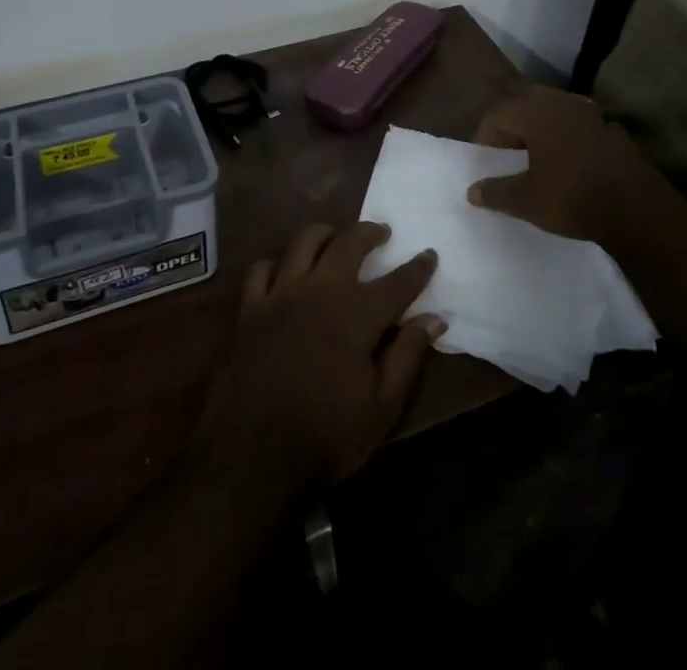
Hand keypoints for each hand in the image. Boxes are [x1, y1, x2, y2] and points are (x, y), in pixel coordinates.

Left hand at [193, 222, 442, 495]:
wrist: (254, 453)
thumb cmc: (327, 434)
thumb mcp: (382, 407)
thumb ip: (408, 356)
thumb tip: (435, 319)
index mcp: (357, 314)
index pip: (397, 282)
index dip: (417, 268)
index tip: (430, 254)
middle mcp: (321, 290)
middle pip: (349, 244)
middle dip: (370, 232)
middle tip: (382, 232)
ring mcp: (282, 294)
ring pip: (304, 242)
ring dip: (326, 233)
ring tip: (336, 236)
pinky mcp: (251, 307)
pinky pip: (262, 269)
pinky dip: (277, 262)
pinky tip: (286, 268)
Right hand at [468, 85, 654, 243]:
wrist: (638, 211)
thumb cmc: (572, 197)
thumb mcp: (526, 201)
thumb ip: (495, 192)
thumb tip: (472, 191)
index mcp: (536, 112)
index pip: (498, 113)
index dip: (485, 136)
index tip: (486, 163)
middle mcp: (563, 103)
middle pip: (526, 103)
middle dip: (513, 126)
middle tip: (508, 154)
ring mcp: (592, 115)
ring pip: (555, 112)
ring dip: (541, 130)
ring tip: (537, 158)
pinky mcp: (613, 132)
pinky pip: (580, 127)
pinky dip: (568, 139)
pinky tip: (569, 164)